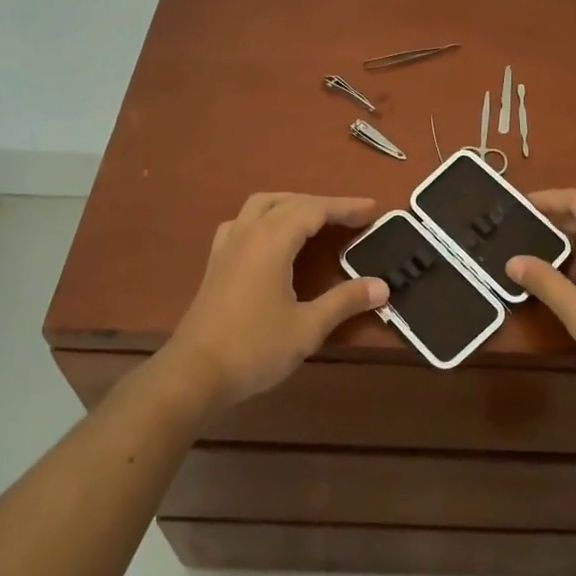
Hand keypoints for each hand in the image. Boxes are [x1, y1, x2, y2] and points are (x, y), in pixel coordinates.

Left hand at [162, 192, 386, 415]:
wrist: (194, 373)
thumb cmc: (254, 348)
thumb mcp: (307, 327)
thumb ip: (345, 301)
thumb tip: (382, 286)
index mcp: (272, 241)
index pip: (315, 209)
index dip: (345, 207)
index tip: (373, 209)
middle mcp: (248, 232)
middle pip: (290, 201)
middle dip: (324, 204)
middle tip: (353, 215)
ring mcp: (227, 245)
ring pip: (262, 204)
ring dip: (292, 203)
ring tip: (315, 217)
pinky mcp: (215, 261)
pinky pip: (242, 221)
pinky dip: (265, 217)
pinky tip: (270, 235)